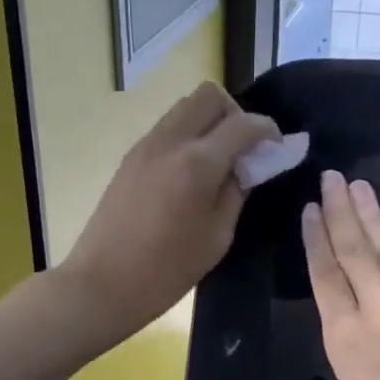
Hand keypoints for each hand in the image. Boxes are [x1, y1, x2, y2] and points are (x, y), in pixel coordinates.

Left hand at [60, 82, 277, 347]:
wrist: (102, 283)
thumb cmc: (167, 270)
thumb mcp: (217, 236)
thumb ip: (237, 191)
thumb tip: (248, 165)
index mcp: (198, 163)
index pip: (243, 124)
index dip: (267, 130)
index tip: (277, 146)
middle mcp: (171, 141)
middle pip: (209, 95)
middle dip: (235, 113)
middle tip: (244, 148)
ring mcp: (145, 145)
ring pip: (185, 106)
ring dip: (209, 120)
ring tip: (218, 158)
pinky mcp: (130, 157)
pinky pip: (167, 126)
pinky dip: (188, 133)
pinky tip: (192, 169)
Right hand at [302, 171, 379, 379]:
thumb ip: (348, 350)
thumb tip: (352, 319)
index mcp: (344, 339)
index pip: (324, 274)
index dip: (315, 238)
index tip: (309, 209)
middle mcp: (378, 310)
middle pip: (353, 249)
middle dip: (339, 210)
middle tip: (331, 178)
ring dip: (371, 213)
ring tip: (356, 185)